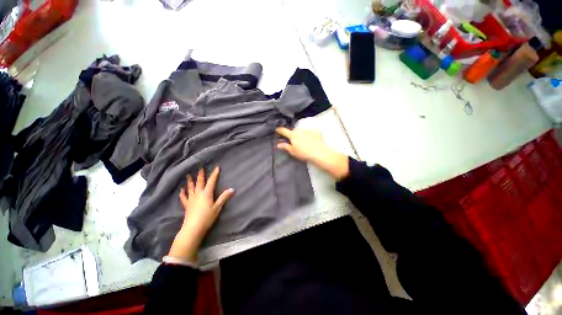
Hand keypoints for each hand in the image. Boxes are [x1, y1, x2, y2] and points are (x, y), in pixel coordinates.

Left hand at [168, 167, 234, 262]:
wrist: (193, 228)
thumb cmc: (207, 217)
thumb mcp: (217, 207)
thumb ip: (224, 197)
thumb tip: (232, 189)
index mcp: (206, 193)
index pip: (211, 181)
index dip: (214, 174)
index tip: (217, 167)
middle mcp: (198, 194)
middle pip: (199, 182)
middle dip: (201, 175)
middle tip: (200, 168)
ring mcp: (191, 199)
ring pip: (190, 188)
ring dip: (190, 181)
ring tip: (188, 175)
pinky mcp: (186, 205)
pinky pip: (184, 197)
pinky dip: (182, 193)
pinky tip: (181, 190)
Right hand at [276, 127, 349, 180]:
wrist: (319, 153)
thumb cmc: (304, 153)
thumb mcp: (293, 151)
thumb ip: (285, 147)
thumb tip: (278, 144)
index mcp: (292, 135)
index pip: (283, 130)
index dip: (279, 130)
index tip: (277, 129)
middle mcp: (299, 130)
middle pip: (293, 131)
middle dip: (292, 134)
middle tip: (294, 141)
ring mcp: (308, 130)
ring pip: (302, 131)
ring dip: (301, 134)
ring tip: (304, 142)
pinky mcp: (315, 131)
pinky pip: (310, 131)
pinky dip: (309, 134)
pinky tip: (312, 140)